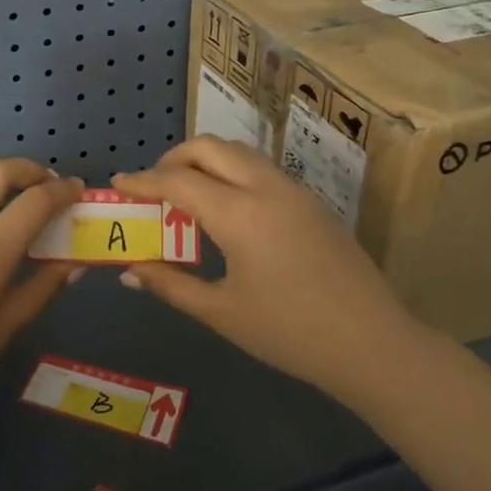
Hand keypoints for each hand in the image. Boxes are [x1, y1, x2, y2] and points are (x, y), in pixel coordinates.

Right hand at [113, 137, 419, 407]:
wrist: (372, 343)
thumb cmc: (290, 333)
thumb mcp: (222, 313)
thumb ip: (171, 286)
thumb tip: (129, 272)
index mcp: (239, 213)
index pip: (178, 181)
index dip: (143, 181)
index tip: (118, 183)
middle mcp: (265, 187)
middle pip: (209, 147)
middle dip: (174, 158)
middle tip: (154, 187)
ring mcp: (293, 189)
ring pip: (238, 152)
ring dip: (205, 161)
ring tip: (187, 195)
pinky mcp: (311, 200)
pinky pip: (259, 168)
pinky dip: (231, 172)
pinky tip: (226, 209)